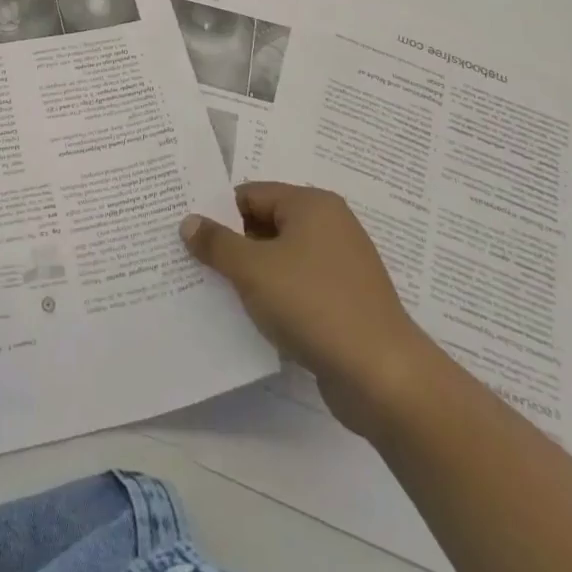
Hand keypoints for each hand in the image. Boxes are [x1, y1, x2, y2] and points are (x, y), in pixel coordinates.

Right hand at [181, 182, 432, 438]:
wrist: (382, 377)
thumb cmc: (313, 305)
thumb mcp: (252, 269)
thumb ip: (216, 243)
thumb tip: (189, 221)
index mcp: (311, 205)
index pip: (250, 194)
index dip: (217, 213)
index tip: (188, 235)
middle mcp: (330, 227)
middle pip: (265, 224)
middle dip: (232, 243)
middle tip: (193, 261)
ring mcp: (341, 266)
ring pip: (280, 258)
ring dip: (251, 273)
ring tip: (214, 290)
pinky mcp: (345, 302)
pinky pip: (297, 287)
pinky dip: (274, 296)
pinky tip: (250, 316)